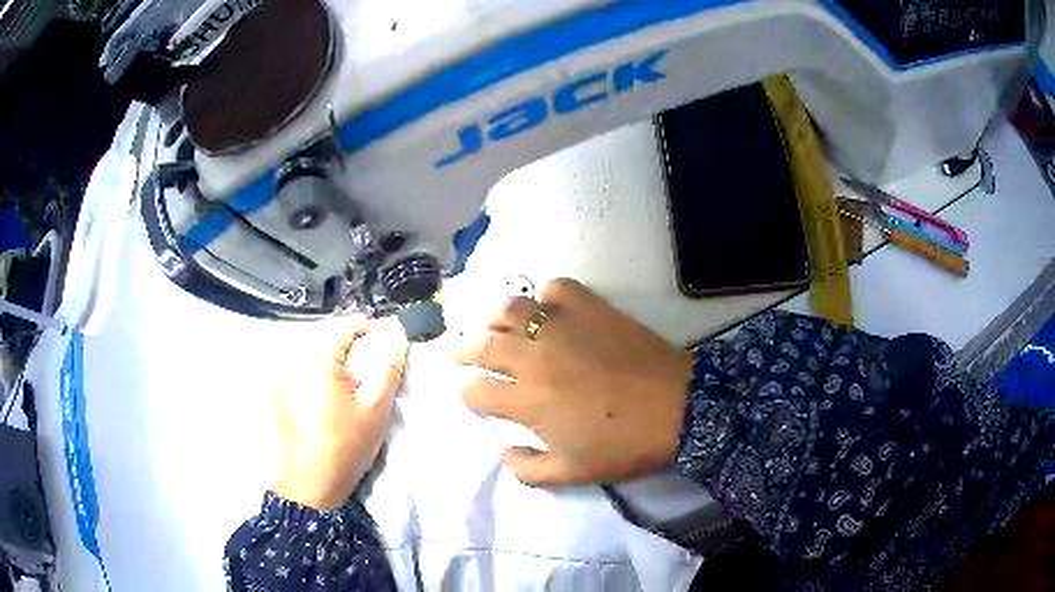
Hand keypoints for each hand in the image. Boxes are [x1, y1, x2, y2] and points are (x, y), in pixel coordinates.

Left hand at [274, 316, 407, 509]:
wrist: (312, 482)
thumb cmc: (347, 444)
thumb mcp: (376, 407)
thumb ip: (389, 368)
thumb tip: (398, 335)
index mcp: (318, 359)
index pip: (346, 326)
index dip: (372, 329)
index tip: (392, 343)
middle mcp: (296, 360)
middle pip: (328, 338)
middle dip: (355, 344)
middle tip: (377, 362)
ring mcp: (285, 378)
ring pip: (315, 354)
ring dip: (338, 358)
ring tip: (357, 378)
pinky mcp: (281, 394)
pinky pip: (304, 370)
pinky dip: (321, 373)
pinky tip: (333, 394)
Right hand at [455, 279, 692, 486]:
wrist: (679, 408)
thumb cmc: (624, 445)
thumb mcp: (572, 474)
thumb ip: (527, 469)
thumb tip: (502, 450)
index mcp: (528, 401)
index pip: (477, 390)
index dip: (467, 392)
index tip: (470, 392)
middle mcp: (535, 358)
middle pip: (482, 344)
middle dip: (461, 349)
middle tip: (457, 351)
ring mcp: (562, 327)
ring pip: (511, 309)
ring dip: (493, 317)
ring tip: (492, 324)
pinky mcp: (590, 307)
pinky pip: (556, 289)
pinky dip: (545, 296)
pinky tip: (549, 309)